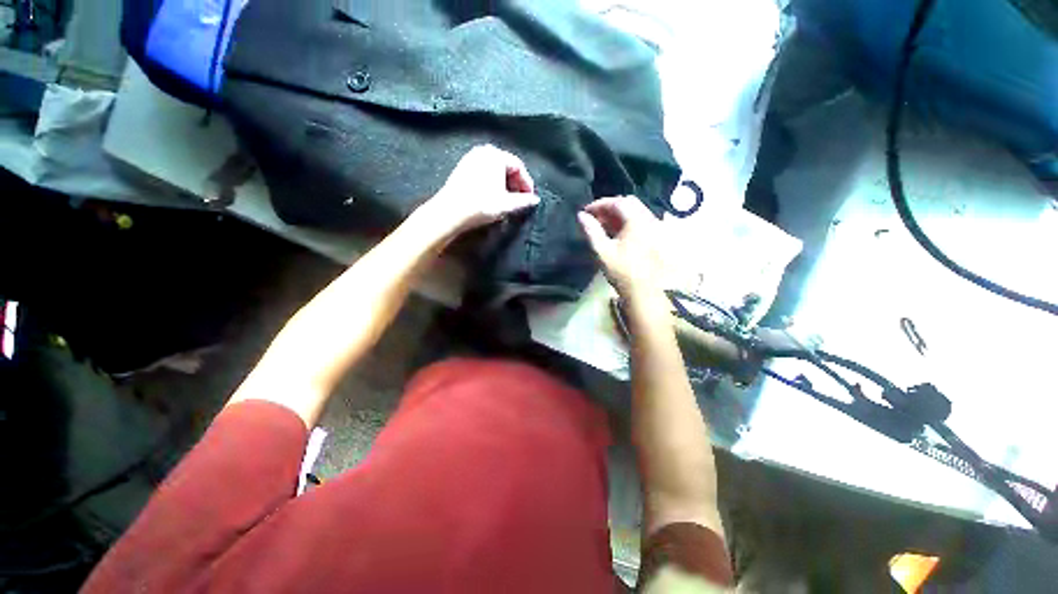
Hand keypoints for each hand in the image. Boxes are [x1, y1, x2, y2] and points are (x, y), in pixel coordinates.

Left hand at [421, 144, 539, 236]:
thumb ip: (523, 201)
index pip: (518, 166)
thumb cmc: (481, 204)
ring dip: (504, 183)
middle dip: (515, 183)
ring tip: (508, 199)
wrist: (451, 211)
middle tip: (520, 198)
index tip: (530, 197)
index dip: (527, 183)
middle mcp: (483, 151)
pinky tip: (493, 195)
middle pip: (506, 166)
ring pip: (494, 169)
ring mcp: (471, 158)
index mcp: (496, 155)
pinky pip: (484, 171)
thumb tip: (535, 200)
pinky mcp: (462, 167)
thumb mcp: (507, 204)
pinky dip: (492, 182)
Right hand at [578, 196, 665, 299]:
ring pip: (635, 213)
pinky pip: (639, 222)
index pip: (618, 202)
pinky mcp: (655, 237)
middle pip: (628, 204)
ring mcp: (655, 228)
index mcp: (637, 221)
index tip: (586, 212)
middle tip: (593, 217)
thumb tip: (581, 215)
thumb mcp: (602, 251)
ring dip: (617, 215)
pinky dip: (625, 223)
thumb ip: (591, 231)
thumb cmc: (622, 271)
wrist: (644, 291)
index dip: (600, 204)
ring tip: (601, 225)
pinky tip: (614, 233)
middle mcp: (649, 220)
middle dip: (609, 208)